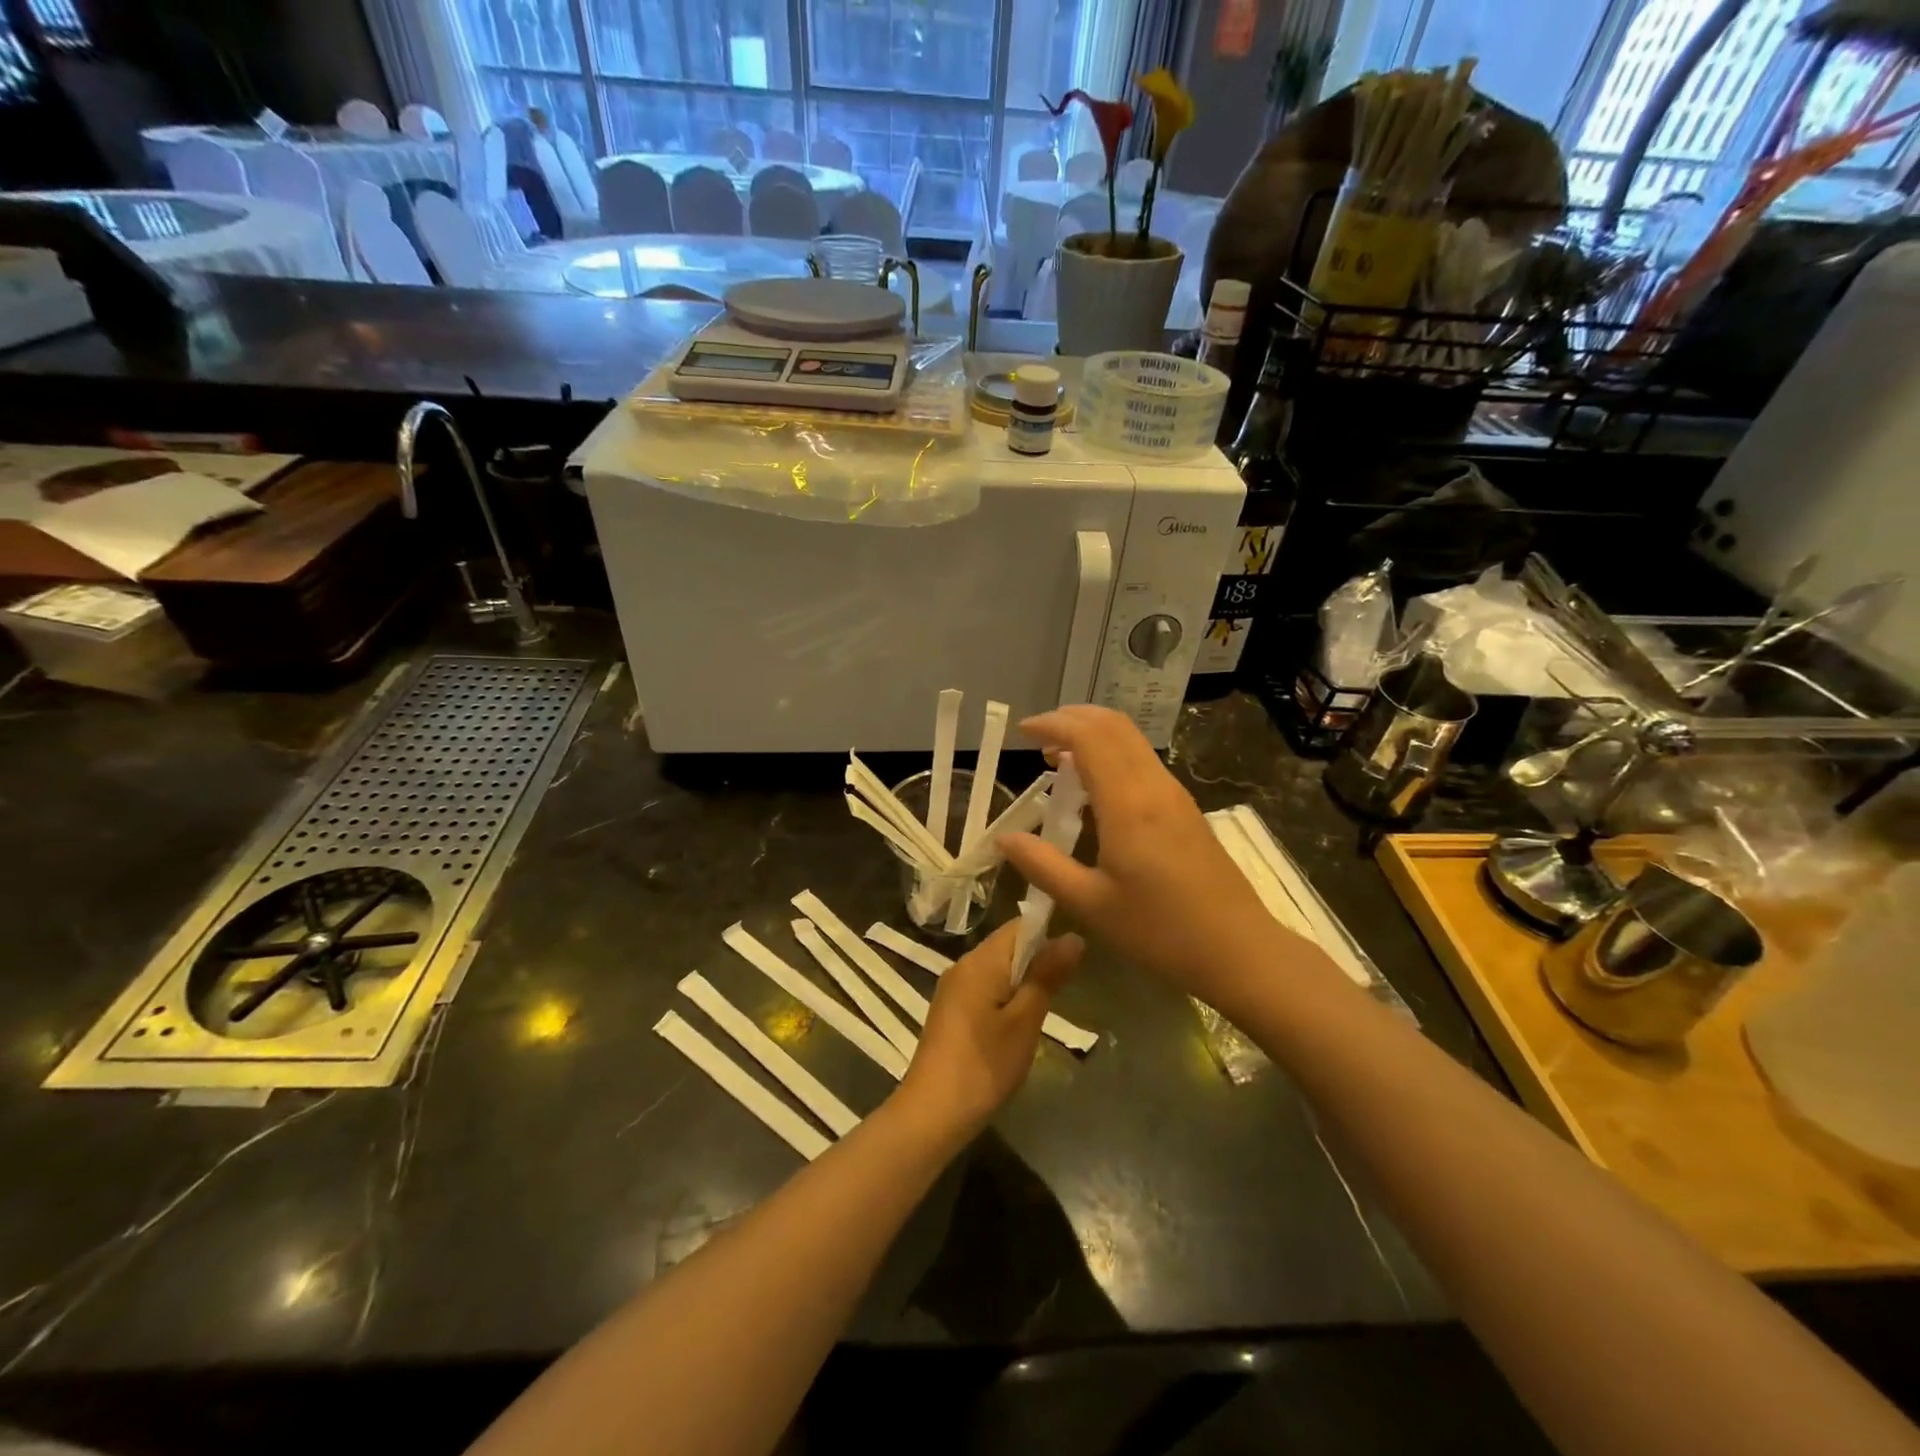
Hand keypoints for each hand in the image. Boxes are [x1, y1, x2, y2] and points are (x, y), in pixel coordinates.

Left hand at [895, 921, 1082, 1139]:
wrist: (932, 1113)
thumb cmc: (984, 1065)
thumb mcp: (1025, 1021)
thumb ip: (1047, 976)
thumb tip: (1072, 936)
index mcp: (980, 961)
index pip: (1020, 925)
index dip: (1049, 934)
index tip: (1073, 959)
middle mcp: (963, 965)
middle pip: (1008, 946)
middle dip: (1038, 960)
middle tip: (1065, 989)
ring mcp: (953, 989)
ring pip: (997, 969)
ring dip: (1023, 981)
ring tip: (1045, 1009)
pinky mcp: (950, 1011)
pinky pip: (984, 988)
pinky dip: (1006, 997)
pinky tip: (1017, 1025)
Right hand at [999, 706, 1281, 1004]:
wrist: (1238, 949)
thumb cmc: (1160, 931)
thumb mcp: (1090, 904)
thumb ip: (1043, 866)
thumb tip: (1004, 839)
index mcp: (1128, 804)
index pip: (1089, 737)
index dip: (1053, 724)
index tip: (1022, 731)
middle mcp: (1153, 786)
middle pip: (1113, 725)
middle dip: (1072, 718)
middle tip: (1038, 736)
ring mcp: (1174, 794)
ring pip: (1132, 740)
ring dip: (1093, 734)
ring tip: (1058, 758)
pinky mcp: (1185, 808)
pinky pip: (1142, 760)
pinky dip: (1112, 753)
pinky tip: (1095, 786)